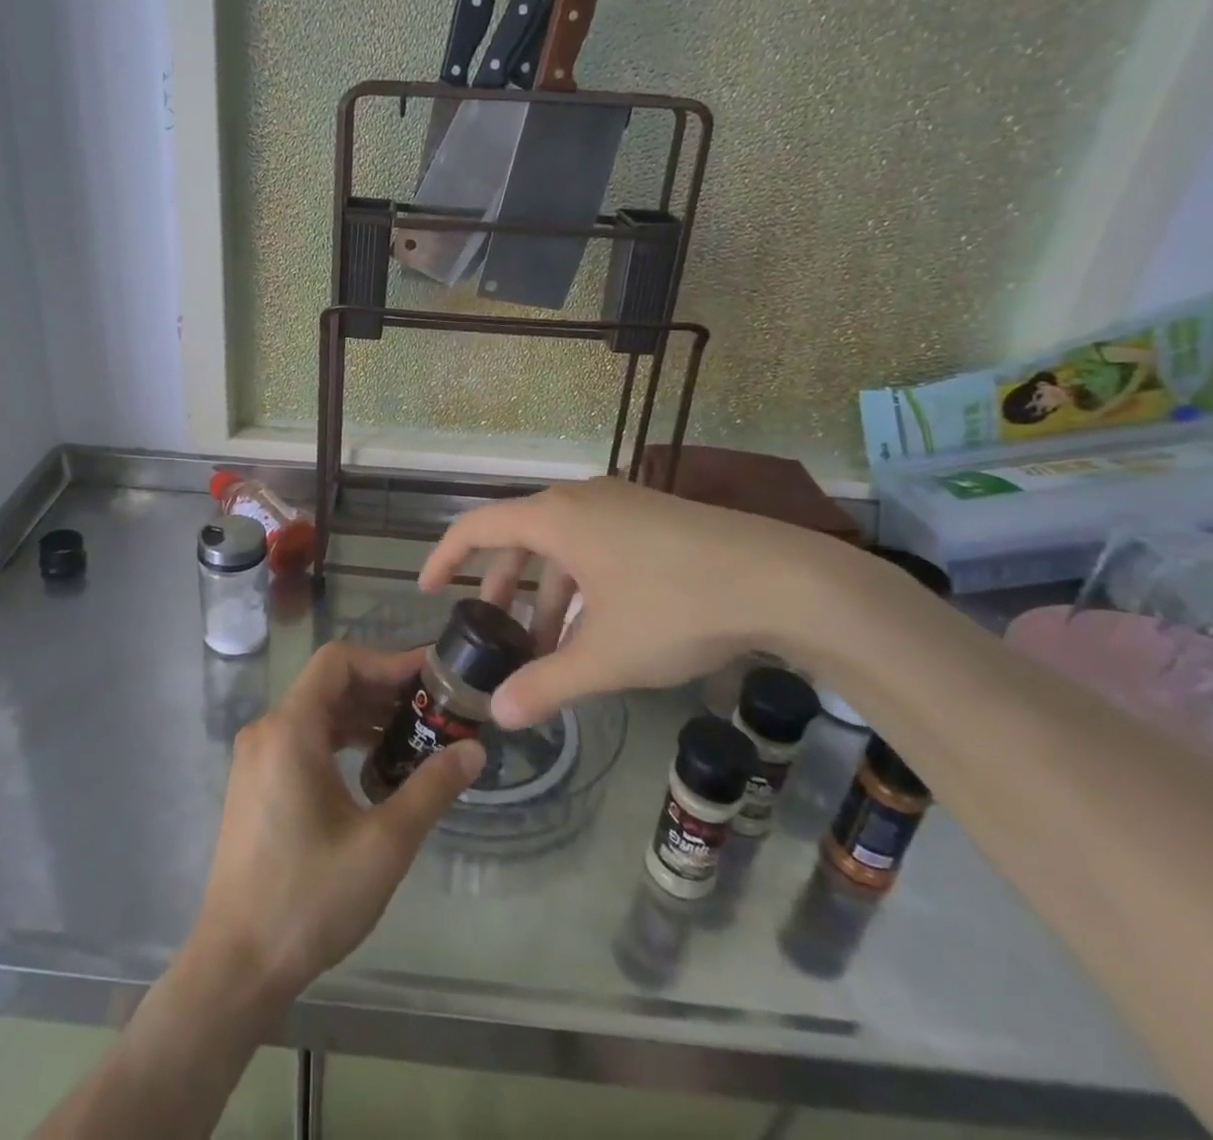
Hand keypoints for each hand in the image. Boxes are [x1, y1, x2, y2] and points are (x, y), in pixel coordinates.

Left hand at [189, 642, 483, 1004]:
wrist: (237, 965)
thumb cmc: (309, 898)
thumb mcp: (384, 844)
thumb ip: (432, 788)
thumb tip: (474, 750)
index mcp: (290, 729)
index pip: (339, 661)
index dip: (386, 660)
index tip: (429, 678)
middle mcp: (267, 730)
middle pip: (329, 684)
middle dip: (382, 689)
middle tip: (431, 708)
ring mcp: (256, 757)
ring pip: (316, 712)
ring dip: (363, 716)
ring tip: (413, 736)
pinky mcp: (255, 782)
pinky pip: (303, 739)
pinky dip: (341, 739)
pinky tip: (374, 769)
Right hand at [420, 478, 858, 729]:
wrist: (785, 581)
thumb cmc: (676, 608)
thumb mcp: (604, 655)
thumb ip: (545, 684)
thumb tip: (498, 715)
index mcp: (555, 517)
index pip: (477, 526)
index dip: (445, 557)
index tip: (427, 589)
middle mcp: (581, 499)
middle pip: (519, 537)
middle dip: (501, 588)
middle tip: (494, 633)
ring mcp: (621, 504)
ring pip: (561, 546)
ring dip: (546, 594)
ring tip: (549, 648)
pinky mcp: (653, 518)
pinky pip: (595, 546)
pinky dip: (581, 585)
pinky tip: (597, 630)